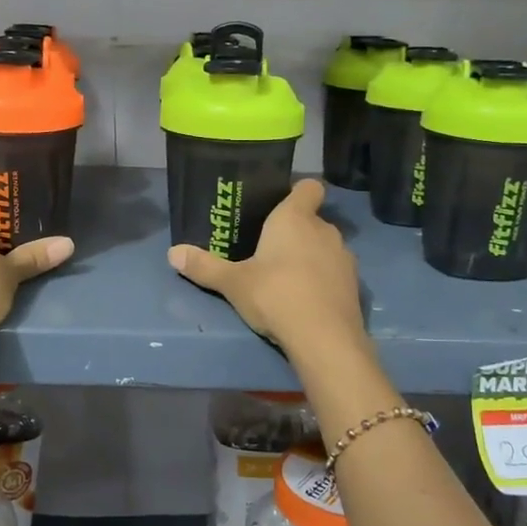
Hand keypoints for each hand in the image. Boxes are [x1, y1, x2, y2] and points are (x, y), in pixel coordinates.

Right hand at [168, 179, 366, 359]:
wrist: (324, 338)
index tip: (279, 204)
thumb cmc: (275, 295)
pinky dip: (322, 280)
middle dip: (294, 231)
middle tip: (268, 248)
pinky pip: (334, 273)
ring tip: (286, 277)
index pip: (309, 187)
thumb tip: (172, 253)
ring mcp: (344, 258)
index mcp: (295, 218)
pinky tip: (305, 300)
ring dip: (310, 256)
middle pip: (312, 220)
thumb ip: (204, 266)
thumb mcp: (232, 283)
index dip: (297, 192)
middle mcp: (324, 230)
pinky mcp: (354, 286)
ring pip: (324, 247)